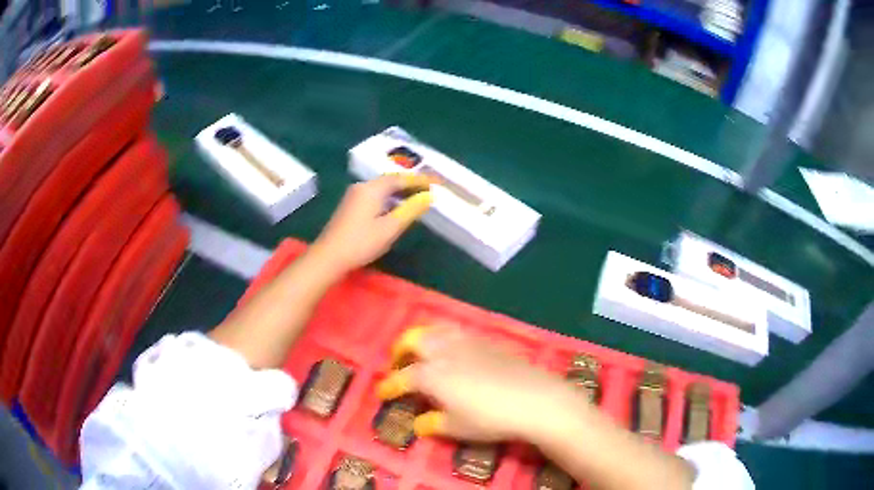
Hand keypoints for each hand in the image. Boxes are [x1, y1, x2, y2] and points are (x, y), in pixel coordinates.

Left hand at [311, 174, 434, 272]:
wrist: (328, 257)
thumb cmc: (361, 242)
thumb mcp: (390, 228)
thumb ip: (411, 210)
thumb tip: (428, 196)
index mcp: (372, 188)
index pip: (401, 178)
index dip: (421, 180)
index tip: (438, 182)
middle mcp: (362, 187)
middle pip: (391, 180)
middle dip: (411, 183)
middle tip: (430, 188)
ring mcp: (354, 196)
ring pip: (382, 188)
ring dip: (400, 191)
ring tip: (417, 197)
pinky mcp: (350, 206)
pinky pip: (375, 195)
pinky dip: (389, 198)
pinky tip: (396, 207)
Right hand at [375, 326, 585, 442]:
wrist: (534, 398)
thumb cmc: (490, 418)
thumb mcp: (457, 427)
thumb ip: (434, 424)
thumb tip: (420, 424)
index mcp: (431, 374)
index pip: (402, 378)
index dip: (389, 386)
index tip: (382, 393)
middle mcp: (444, 351)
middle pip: (414, 340)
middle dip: (401, 350)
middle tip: (399, 364)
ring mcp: (467, 342)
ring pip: (435, 330)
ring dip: (422, 338)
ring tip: (423, 352)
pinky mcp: (487, 341)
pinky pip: (457, 331)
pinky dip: (444, 336)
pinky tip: (453, 351)